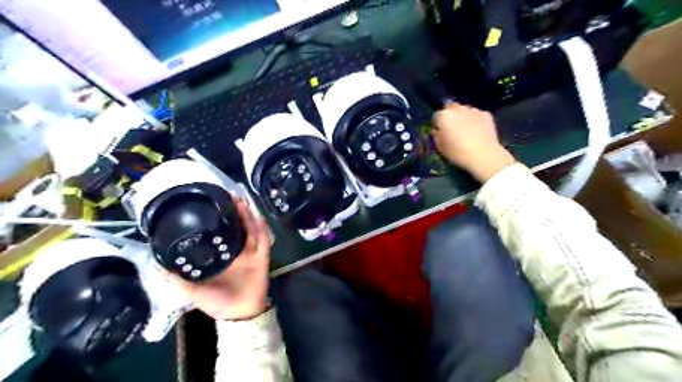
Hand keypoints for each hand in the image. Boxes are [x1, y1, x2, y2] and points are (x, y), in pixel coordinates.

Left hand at [169, 199, 271, 319]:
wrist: (240, 313)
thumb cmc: (217, 302)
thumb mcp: (192, 291)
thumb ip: (176, 280)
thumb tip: (156, 266)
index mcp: (220, 256)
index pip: (218, 233)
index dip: (216, 219)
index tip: (210, 204)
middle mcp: (235, 251)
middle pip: (236, 226)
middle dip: (232, 211)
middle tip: (227, 195)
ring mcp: (249, 252)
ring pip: (249, 229)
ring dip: (246, 215)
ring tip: (240, 200)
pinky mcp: (261, 256)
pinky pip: (263, 240)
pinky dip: (261, 228)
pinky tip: (257, 216)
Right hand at [431, 102, 516, 181]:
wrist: (483, 155)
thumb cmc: (457, 153)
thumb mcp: (440, 148)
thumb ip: (436, 136)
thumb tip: (436, 131)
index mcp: (443, 116)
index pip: (436, 116)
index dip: (437, 124)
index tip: (439, 131)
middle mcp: (457, 109)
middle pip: (450, 107)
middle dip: (450, 115)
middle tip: (452, 127)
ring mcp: (472, 110)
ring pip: (464, 110)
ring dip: (462, 116)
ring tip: (465, 129)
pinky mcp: (486, 114)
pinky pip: (476, 114)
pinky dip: (475, 120)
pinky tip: (477, 130)